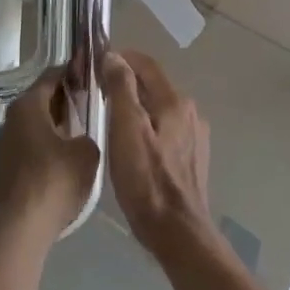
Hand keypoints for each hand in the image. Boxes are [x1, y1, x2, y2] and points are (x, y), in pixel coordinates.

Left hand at [0, 67, 100, 244]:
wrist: (21, 228)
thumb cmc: (55, 182)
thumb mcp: (87, 153)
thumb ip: (90, 134)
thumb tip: (82, 137)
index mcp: (28, 105)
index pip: (52, 75)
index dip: (74, 71)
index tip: (93, 73)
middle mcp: (11, 117)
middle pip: (42, 98)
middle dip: (67, 98)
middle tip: (93, 101)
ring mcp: (5, 142)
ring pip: (36, 122)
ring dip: (57, 122)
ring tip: (84, 130)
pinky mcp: (5, 165)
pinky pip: (31, 143)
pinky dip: (48, 142)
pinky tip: (66, 156)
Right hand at [101, 49, 213, 256]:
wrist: (177, 232)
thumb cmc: (146, 180)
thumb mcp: (126, 129)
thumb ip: (121, 88)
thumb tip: (114, 56)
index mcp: (175, 101)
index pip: (146, 64)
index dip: (121, 58)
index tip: (95, 64)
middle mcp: (190, 112)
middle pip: (154, 85)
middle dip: (126, 83)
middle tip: (96, 92)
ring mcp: (194, 136)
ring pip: (159, 108)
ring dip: (136, 106)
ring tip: (109, 118)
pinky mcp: (192, 158)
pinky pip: (165, 129)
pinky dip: (146, 126)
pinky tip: (130, 145)